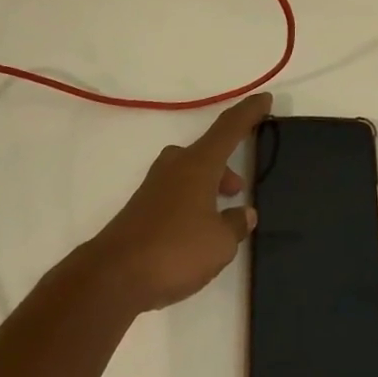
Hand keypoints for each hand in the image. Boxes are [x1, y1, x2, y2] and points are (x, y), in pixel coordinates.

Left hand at [89, 92, 267, 311]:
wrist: (113, 277)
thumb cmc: (175, 250)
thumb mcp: (220, 243)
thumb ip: (236, 224)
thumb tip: (244, 213)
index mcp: (198, 164)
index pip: (229, 128)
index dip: (249, 113)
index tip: (264, 99)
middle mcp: (175, 166)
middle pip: (206, 151)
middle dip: (224, 165)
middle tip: (239, 188)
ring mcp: (154, 187)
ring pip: (189, 173)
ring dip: (208, 186)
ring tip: (221, 216)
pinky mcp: (141, 209)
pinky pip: (175, 194)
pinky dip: (191, 203)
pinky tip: (195, 233)